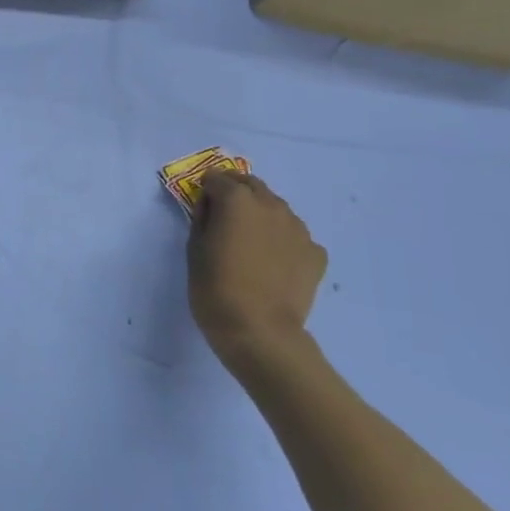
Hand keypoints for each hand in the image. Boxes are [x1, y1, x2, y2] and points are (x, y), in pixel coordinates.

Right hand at [188, 172, 327, 370]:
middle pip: (252, 185)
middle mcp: (271, 206)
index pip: (218, 179)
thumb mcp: (194, 249)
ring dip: (260, 212)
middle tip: (223, 213)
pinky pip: (294, 235)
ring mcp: (298, 229)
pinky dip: (282, 238)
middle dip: (235, 191)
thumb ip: (203, 218)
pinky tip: (273, 260)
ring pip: (276, 207)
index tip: (201, 203)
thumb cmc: (215, 288)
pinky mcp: (315, 253)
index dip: (207, 188)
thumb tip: (211, 206)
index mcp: (237, 201)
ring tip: (250, 239)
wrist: (259, 331)